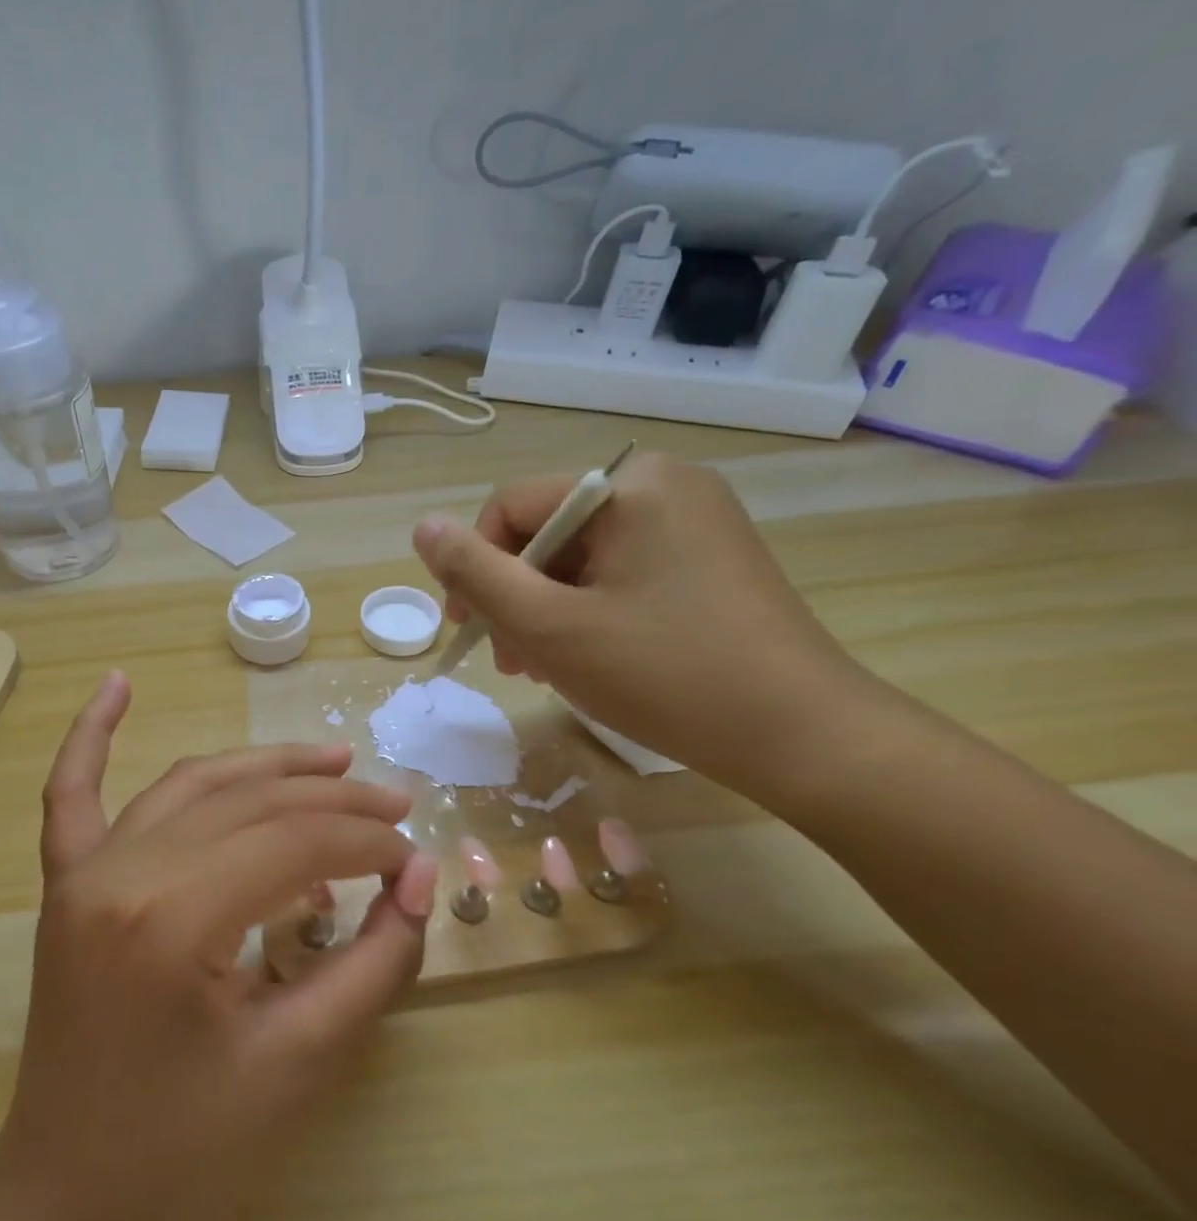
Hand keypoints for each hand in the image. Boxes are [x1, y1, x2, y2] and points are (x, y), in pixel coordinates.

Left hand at [0, 671, 437, 1220]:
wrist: (66, 1210)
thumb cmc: (187, 1161)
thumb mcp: (300, 1066)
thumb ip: (372, 963)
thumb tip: (418, 881)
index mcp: (170, 918)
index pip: (295, 844)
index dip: (368, 844)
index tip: (416, 861)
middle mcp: (118, 871)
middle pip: (247, 804)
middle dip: (332, 801)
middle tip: (394, 805)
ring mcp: (82, 873)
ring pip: (188, 786)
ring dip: (261, 767)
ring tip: (329, 762)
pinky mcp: (65, 887)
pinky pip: (72, 796)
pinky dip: (91, 736)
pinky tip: (115, 683)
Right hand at [412, 452, 863, 791]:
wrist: (799, 734)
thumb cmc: (664, 675)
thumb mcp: (550, 627)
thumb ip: (477, 574)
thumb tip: (422, 526)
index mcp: (629, 485)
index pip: (512, 506)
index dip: (476, 567)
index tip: (469, 630)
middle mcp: (665, 486)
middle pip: (548, 532)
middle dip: (515, 596)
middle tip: (510, 661)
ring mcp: (693, 522)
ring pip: (581, 558)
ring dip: (546, 610)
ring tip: (541, 668)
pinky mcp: (707, 559)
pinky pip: (620, 574)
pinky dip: (588, 612)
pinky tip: (585, 658)